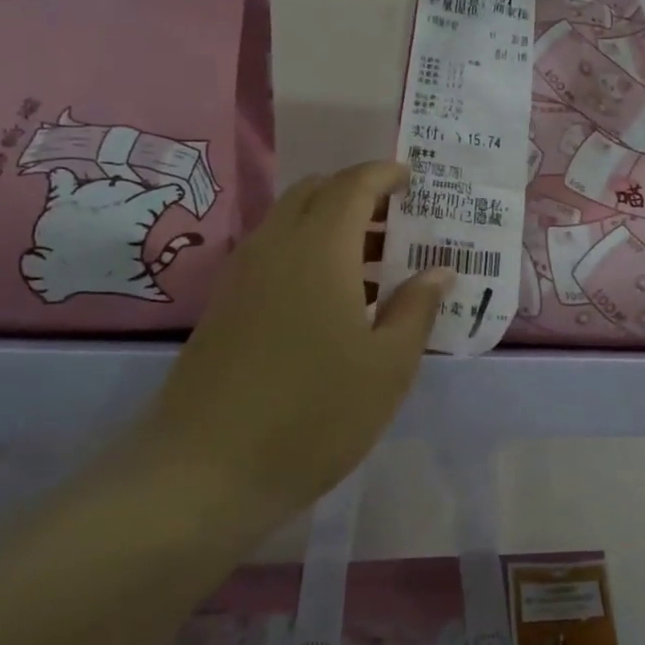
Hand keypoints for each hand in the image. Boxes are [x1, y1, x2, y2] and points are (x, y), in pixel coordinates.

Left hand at [128, 161, 450, 526]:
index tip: (412, 180)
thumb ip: (416, 309)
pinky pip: (272, 254)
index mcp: (319, 249)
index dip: (384, 174)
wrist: (206, 470)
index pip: (353, 185)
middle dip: (356, 193)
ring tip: (373, 261)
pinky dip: (307, 251)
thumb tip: (438, 270)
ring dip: (330, 223)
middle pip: (314, 193)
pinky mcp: (224, 306)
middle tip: (396, 219)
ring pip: (289, 222)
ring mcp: (242, 276)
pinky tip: (331, 298)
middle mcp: (275, 247)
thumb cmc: (314, 414)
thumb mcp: (387, 366)